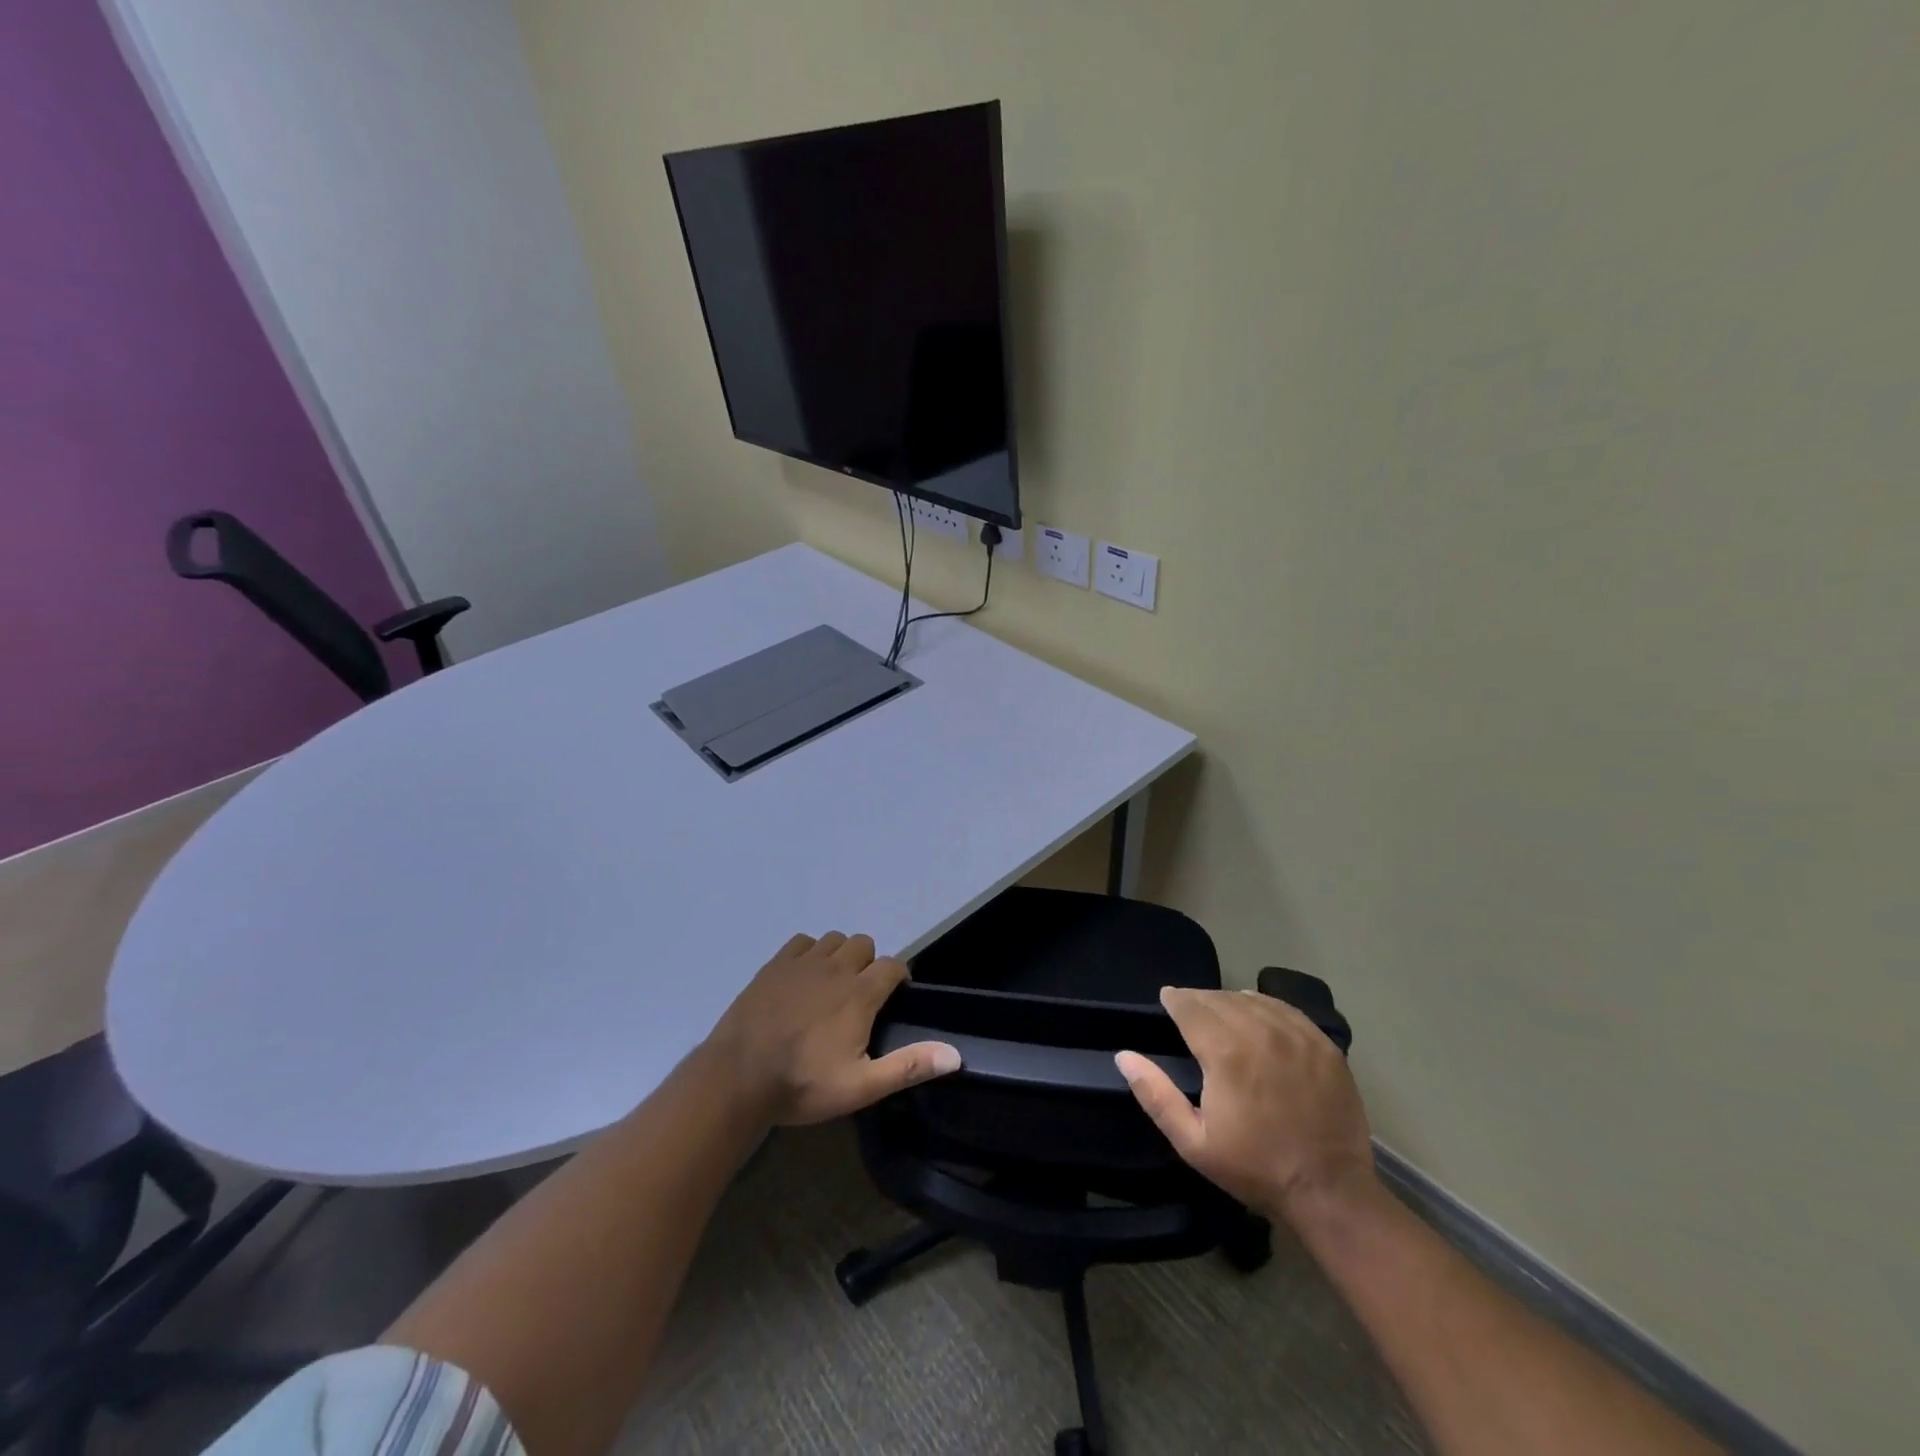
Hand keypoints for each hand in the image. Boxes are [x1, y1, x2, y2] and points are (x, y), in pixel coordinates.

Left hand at [705, 931, 961, 1126]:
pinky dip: (809, 952)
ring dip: (840, 955)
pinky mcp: (774, 965)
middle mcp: (835, 968)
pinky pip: (801, 942)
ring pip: (834, 939)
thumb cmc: (802, 1084)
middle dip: (869, 963)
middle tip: (859, 996)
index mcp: (860, 994)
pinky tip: (802, 977)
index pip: (893, 965)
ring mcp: (802, 963)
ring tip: (832, 985)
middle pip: (864, 944)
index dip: (898, 978)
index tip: (894, 998)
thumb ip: (908, 1066)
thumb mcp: (860, 1086)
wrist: (737, 1077)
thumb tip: (955, 1054)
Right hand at [1116, 987, 1375, 1224]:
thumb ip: (1155, 1095)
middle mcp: (1260, 1031)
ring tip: (1221, 1013)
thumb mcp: (1193, 1142)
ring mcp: (1296, 1035)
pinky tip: (1258, 1015)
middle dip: (1199, 1000)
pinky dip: (1264, 1006)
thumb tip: (1124, 1055)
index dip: (1174, 999)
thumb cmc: (1254, 1168)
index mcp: (1225, 1052)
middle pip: (1219, 998)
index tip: (1166, 999)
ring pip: (1252, 999)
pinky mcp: (1323, 1044)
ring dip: (1230, 1001)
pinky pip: (1286, 1009)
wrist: (1330, 1192)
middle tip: (1189, 1010)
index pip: (1190, 1006)